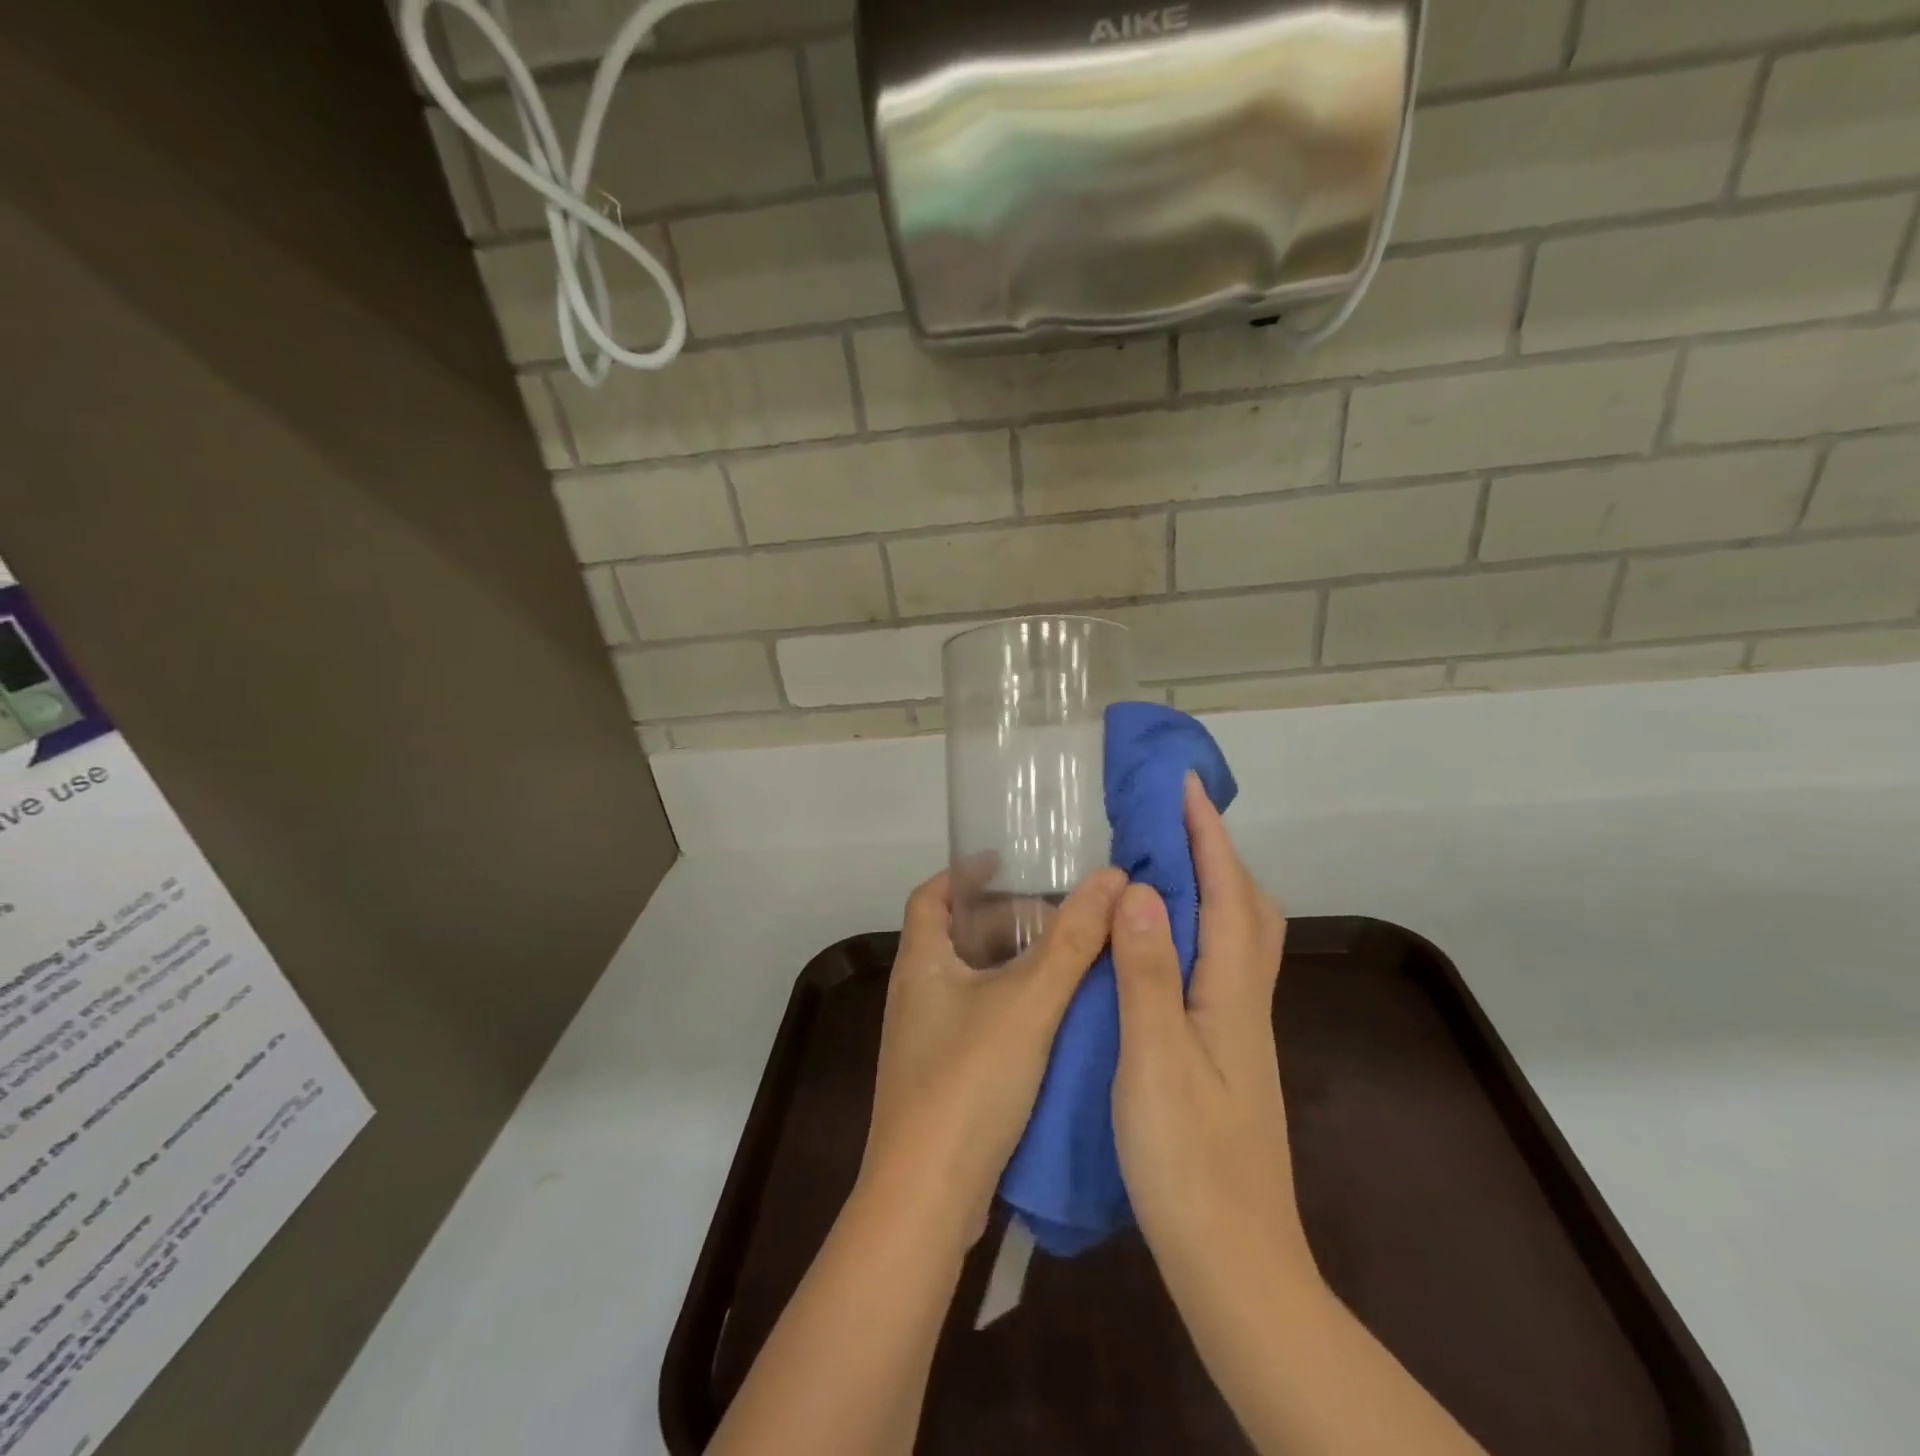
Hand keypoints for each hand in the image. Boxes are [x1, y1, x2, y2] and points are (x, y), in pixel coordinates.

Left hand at [863, 864, 1126, 1242]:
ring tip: (1067, 960)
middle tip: (1058, 917)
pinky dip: (1013, 1007)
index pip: (930, 896)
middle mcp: (916, 995)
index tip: (1005, 861)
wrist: (928, 1196)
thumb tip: (1112, 878)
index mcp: (921, 964)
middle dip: (1004, 921)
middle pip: (957, 938)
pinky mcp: (942, 1078)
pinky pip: (979, 1021)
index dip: (963, 873)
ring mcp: (925, 1040)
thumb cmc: (969, 1080)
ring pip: (972, 982)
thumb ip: (1072, 940)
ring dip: (1014, 967)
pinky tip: (1055, 1019)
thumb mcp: (1029, 1001)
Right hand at [1109, 774, 1310, 1299]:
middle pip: (1247, 908)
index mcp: (1231, 994)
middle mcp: (1244, 1001)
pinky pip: (1217, 965)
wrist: (1234, 1263)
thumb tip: (1139, 890)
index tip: (1183, 784)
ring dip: (1210, 887)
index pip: (1226, 892)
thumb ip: (1148, 974)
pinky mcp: (1226, 1053)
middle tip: (1170, 820)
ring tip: (1161, 866)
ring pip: (1237, 937)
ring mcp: (1239, 1030)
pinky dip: (1196, 930)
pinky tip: (1159, 945)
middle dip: (1215, 852)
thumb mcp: (1155, 1062)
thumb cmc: (1188, 1162)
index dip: (1206, 834)